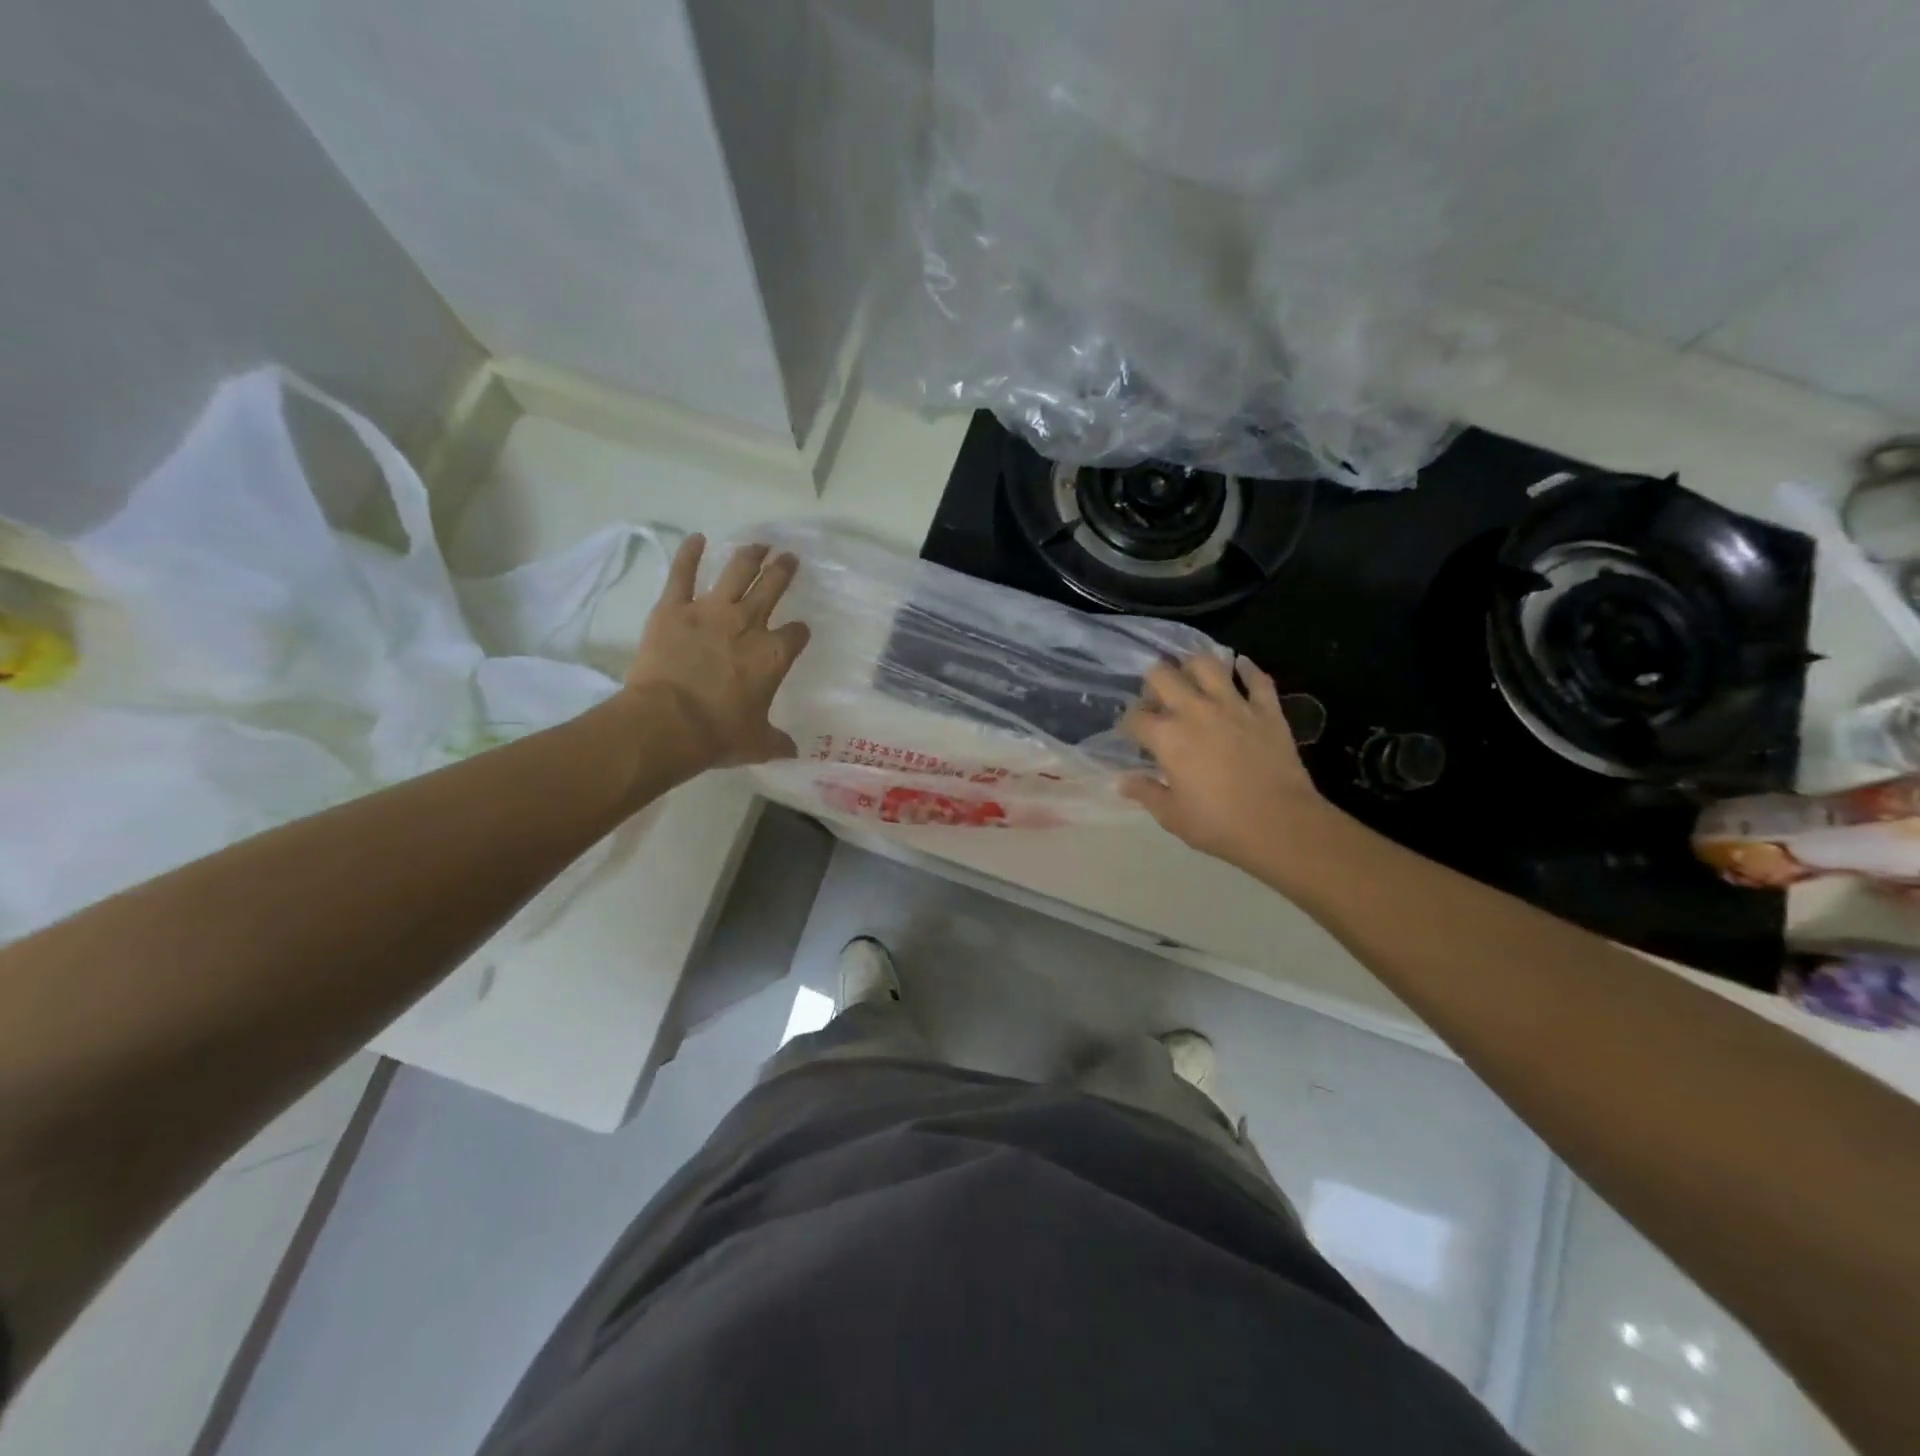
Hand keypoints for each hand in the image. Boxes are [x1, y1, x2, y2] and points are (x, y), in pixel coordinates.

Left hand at [623, 535, 811, 770]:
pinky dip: (689, 553)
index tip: (799, 632)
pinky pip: (682, 573)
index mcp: (773, 656)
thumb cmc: (718, 735)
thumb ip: (777, 742)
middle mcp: (748, 625)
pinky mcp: (673, 608)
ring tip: (759, 544)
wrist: (667, 723)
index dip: (799, 632)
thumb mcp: (757, 744)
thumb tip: (793, 752)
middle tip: (788, 558)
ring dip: (750, 555)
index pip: (796, 634)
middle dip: (783, 571)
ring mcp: (710, 611)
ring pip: (736, 572)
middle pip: (772, 588)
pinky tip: (696, 538)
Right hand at [1119, 654, 1334, 871]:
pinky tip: (1241, 667)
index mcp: (1167, 737)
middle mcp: (1195, 711)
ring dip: (1193, 667)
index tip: (1132, 735)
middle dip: (1152, 684)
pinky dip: (1247, 670)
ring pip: (1207, 664)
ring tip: (1191, 679)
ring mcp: (1233, 705)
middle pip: (1162, 676)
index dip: (1128, 724)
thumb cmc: (1220, 825)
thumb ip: (1145, 793)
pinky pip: (1257, 679)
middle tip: (1157, 701)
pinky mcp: (1266, 710)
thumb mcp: (1172, 816)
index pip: (1135, 717)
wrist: (1282, 825)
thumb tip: (1122, 781)